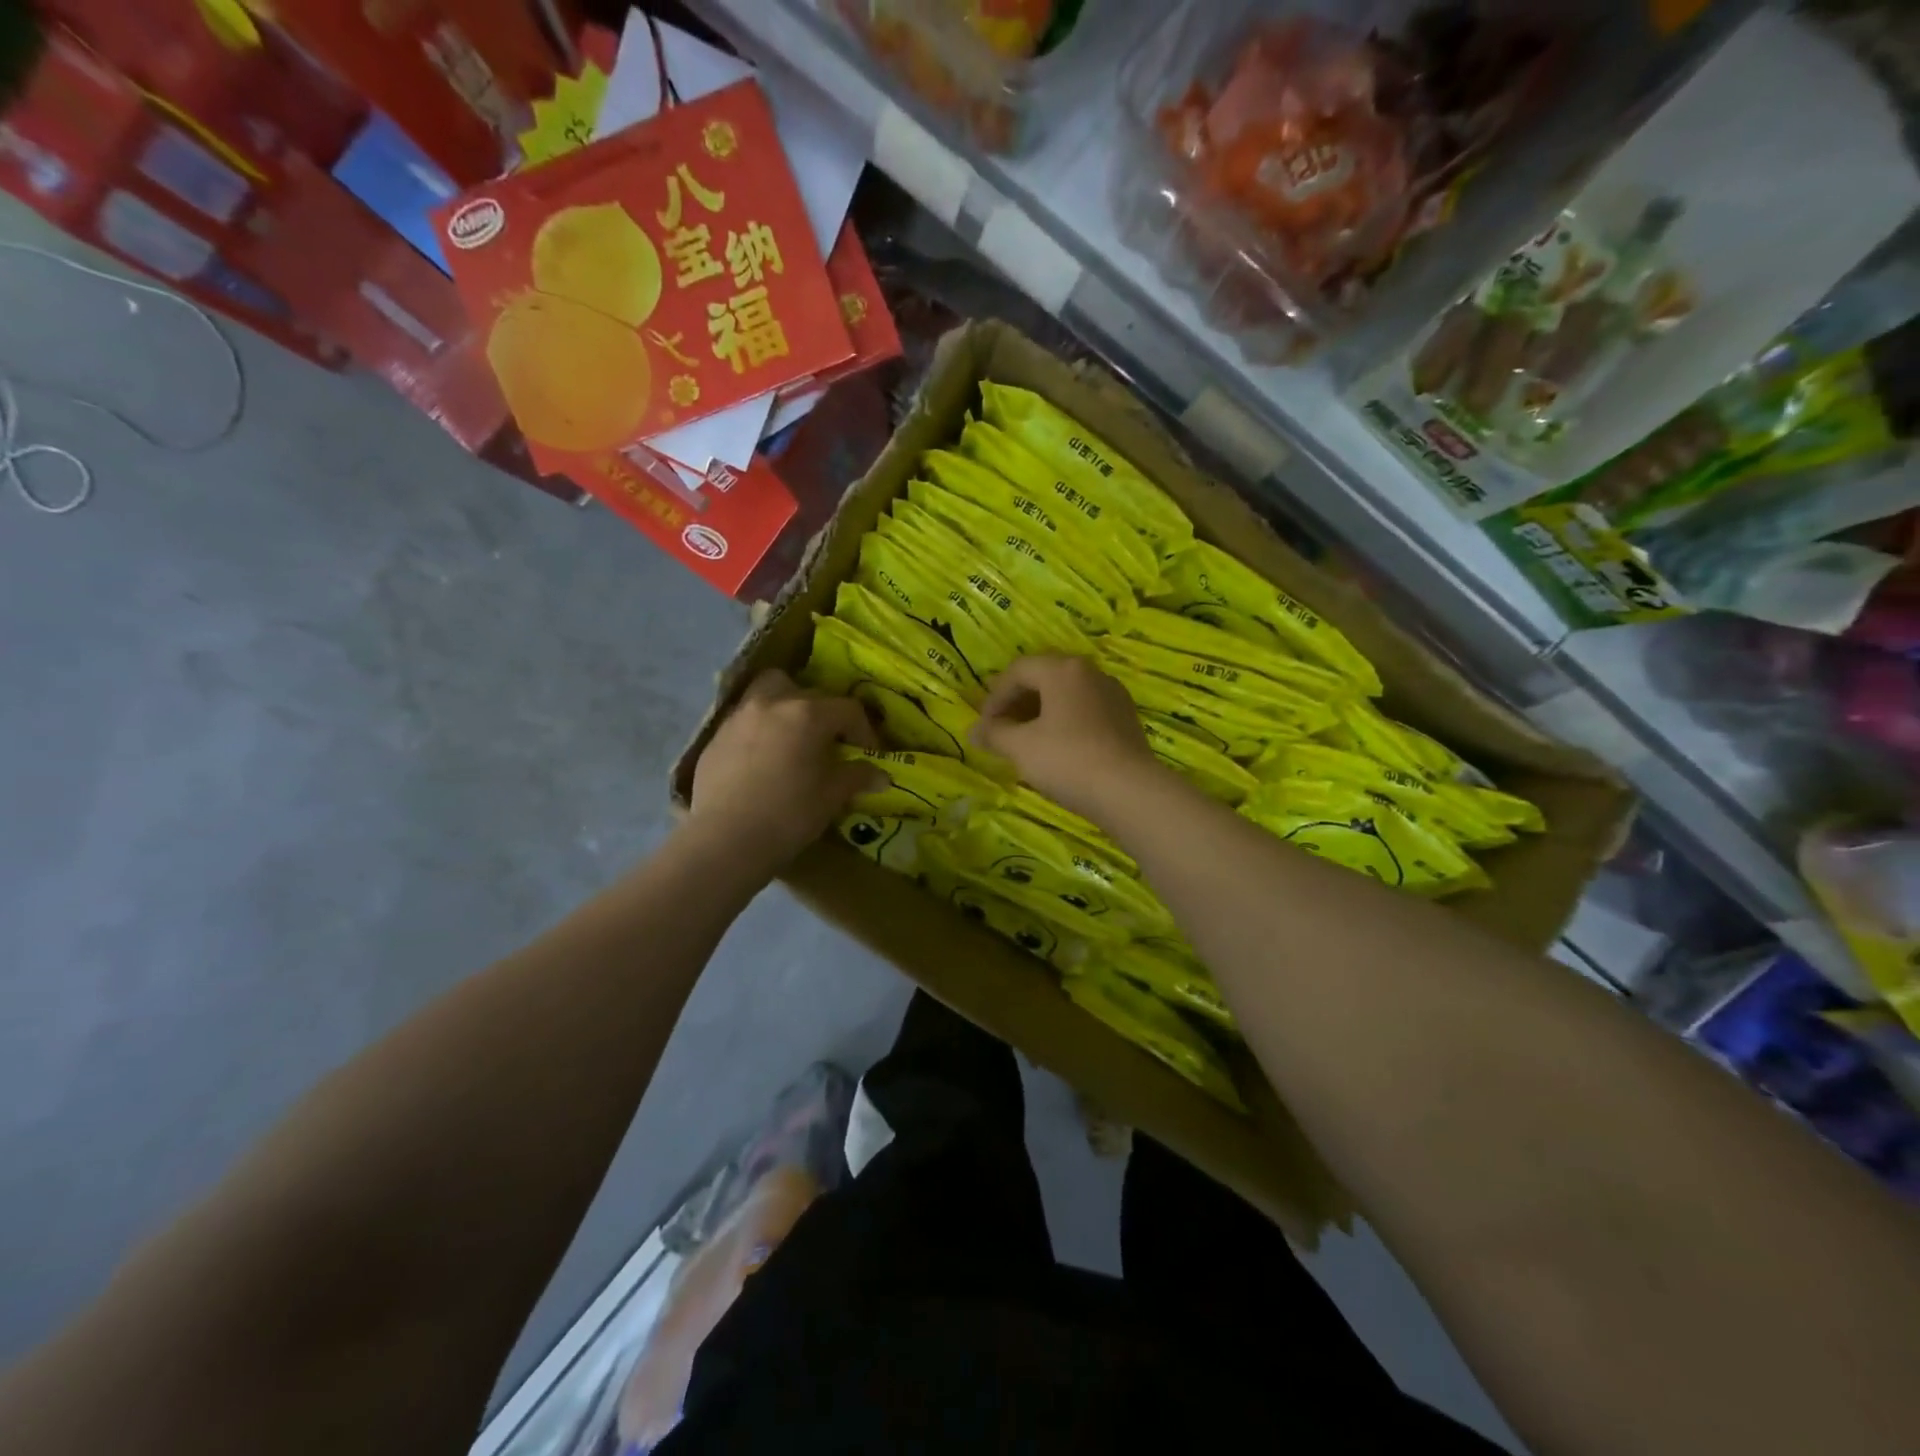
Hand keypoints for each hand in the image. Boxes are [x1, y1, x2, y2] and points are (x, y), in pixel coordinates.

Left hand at [690, 670, 883, 869]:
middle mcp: (773, 703)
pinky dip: (761, 729)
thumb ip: (857, 777)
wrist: (725, 840)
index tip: (868, 753)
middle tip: (830, 743)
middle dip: (825, 713)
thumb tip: (880, 775)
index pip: (848, 709)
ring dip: (787, 707)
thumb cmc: (789, 814)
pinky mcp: (716, 736)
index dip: (864, 731)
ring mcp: (740, 716)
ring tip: (793, 738)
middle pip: (808, 692)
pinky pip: (746, 719)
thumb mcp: (832, 796)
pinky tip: (763, 760)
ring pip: (769, 693)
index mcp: (808, 713)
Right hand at [970, 655, 1165, 820]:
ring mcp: (1112, 694)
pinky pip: (1085, 711)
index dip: (994, 697)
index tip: (983, 726)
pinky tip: (1057, 748)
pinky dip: (1064, 722)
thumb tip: (973, 731)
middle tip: (1000, 730)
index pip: (1018, 671)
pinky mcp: (1125, 718)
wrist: (1130, 791)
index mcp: (1063, 670)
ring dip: (1040, 713)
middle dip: (1017, 703)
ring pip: (1066, 695)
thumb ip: (994, 734)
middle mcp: (1090, 673)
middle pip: (1044, 678)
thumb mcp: (1020, 747)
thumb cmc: (1067, 760)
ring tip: (1025, 741)